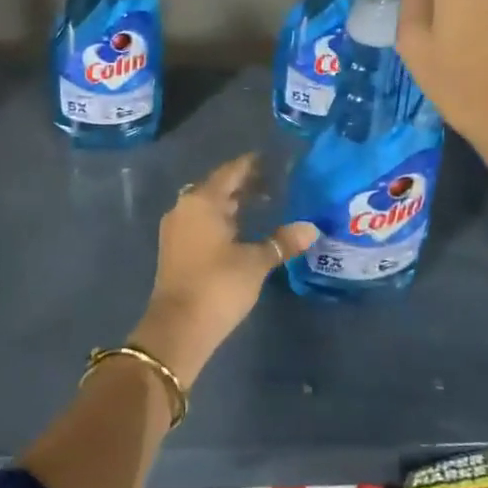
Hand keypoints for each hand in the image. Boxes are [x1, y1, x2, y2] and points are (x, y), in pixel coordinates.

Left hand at [130, 153, 317, 387]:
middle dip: (244, 184)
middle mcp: (185, 207)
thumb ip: (282, 242)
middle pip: (217, 187)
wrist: (178, 327)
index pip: (230, 172)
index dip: (251, 165)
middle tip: (274, 182)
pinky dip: (222, 219)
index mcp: (202, 201)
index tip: (273, 160)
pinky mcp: (176, 248)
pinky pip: (202, 222)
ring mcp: (177, 228)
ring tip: (264, 203)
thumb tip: (311, 228)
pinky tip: (241, 228)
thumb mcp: (255, 262)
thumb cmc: (218, 285)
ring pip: (208, 206)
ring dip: (232, 203)